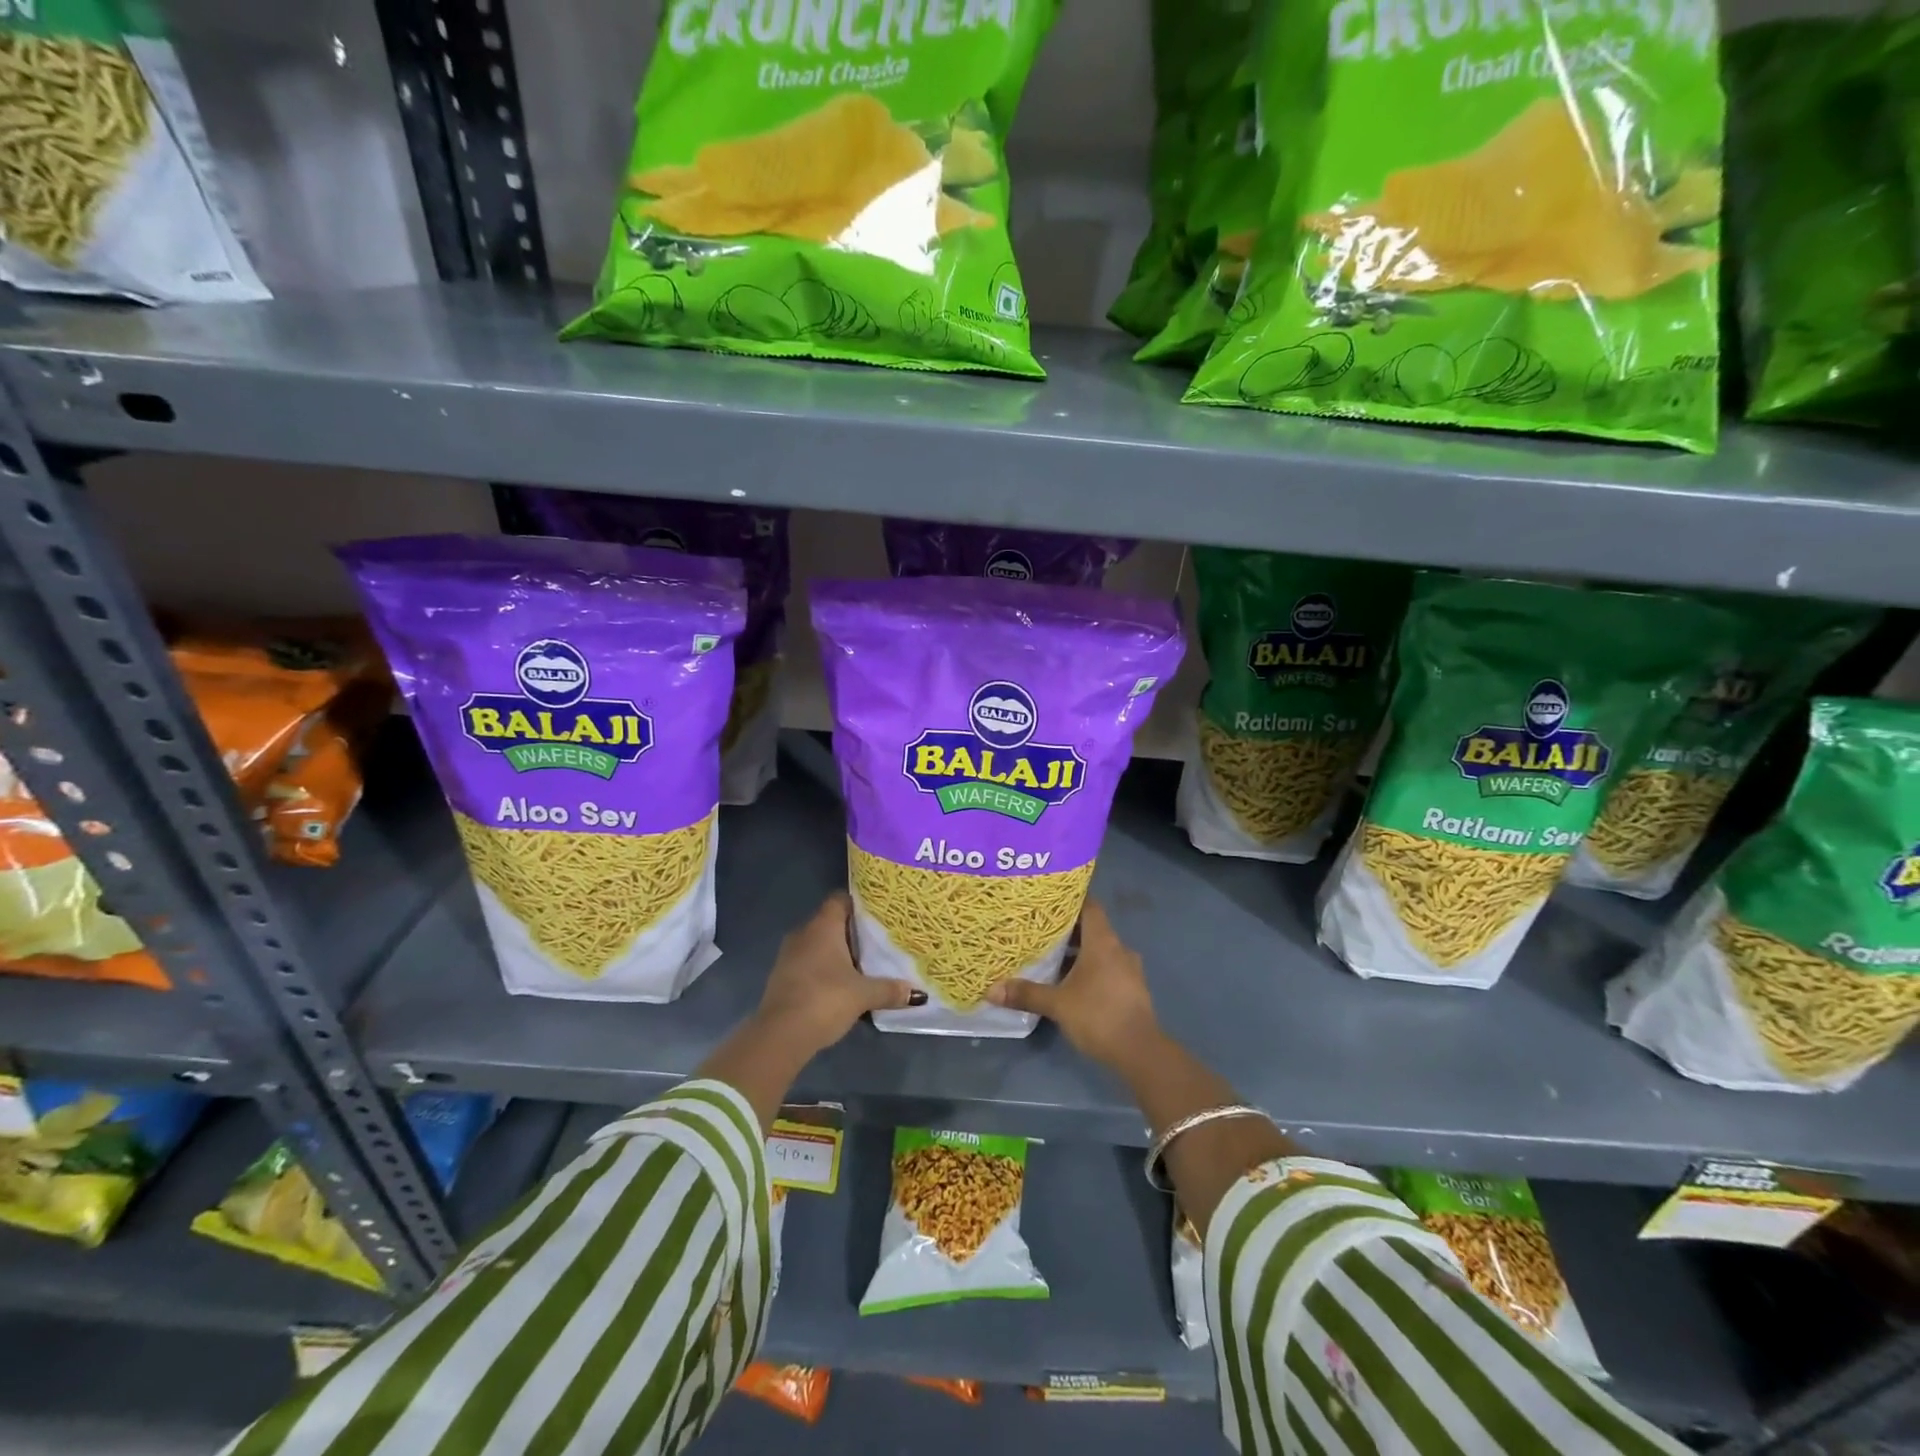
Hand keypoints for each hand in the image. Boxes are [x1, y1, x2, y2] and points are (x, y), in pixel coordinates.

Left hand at [755, 892, 922, 1056]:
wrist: (780, 1035)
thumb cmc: (824, 1000)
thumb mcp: (863, 995)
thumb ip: (889, 990)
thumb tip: (917, 993)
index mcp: (823, 926)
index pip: (840, 900)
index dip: (859, 904)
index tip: (879, 914)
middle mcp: (804, 933)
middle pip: (831, 922)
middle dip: (853, 932)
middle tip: (879, 941)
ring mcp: (789, 955)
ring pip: (819, 944)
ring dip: (838, 953)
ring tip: (865, 964)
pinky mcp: (783, 976)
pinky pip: (809, 963)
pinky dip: (824, 969)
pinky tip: (841, 984)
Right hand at [986, 901, 1160, 1069]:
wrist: (1140, 1052)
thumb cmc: (1098, 1016)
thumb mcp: (1057, 1004)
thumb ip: (1026, 993)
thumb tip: (991, 990)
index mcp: (1103, 942)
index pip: (1090, 906)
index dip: (1071, 899)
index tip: (1049, 899)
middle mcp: (1118, 949)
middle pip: (1092, 928)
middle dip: (1068, 929)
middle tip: (1040, 929)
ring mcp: (1129, 969)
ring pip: (1100, 950)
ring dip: (1079, 952)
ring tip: (1051, 956)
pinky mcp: (1131, 988)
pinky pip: (1108, 968)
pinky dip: (1090, 969)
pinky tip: (1071, 982)